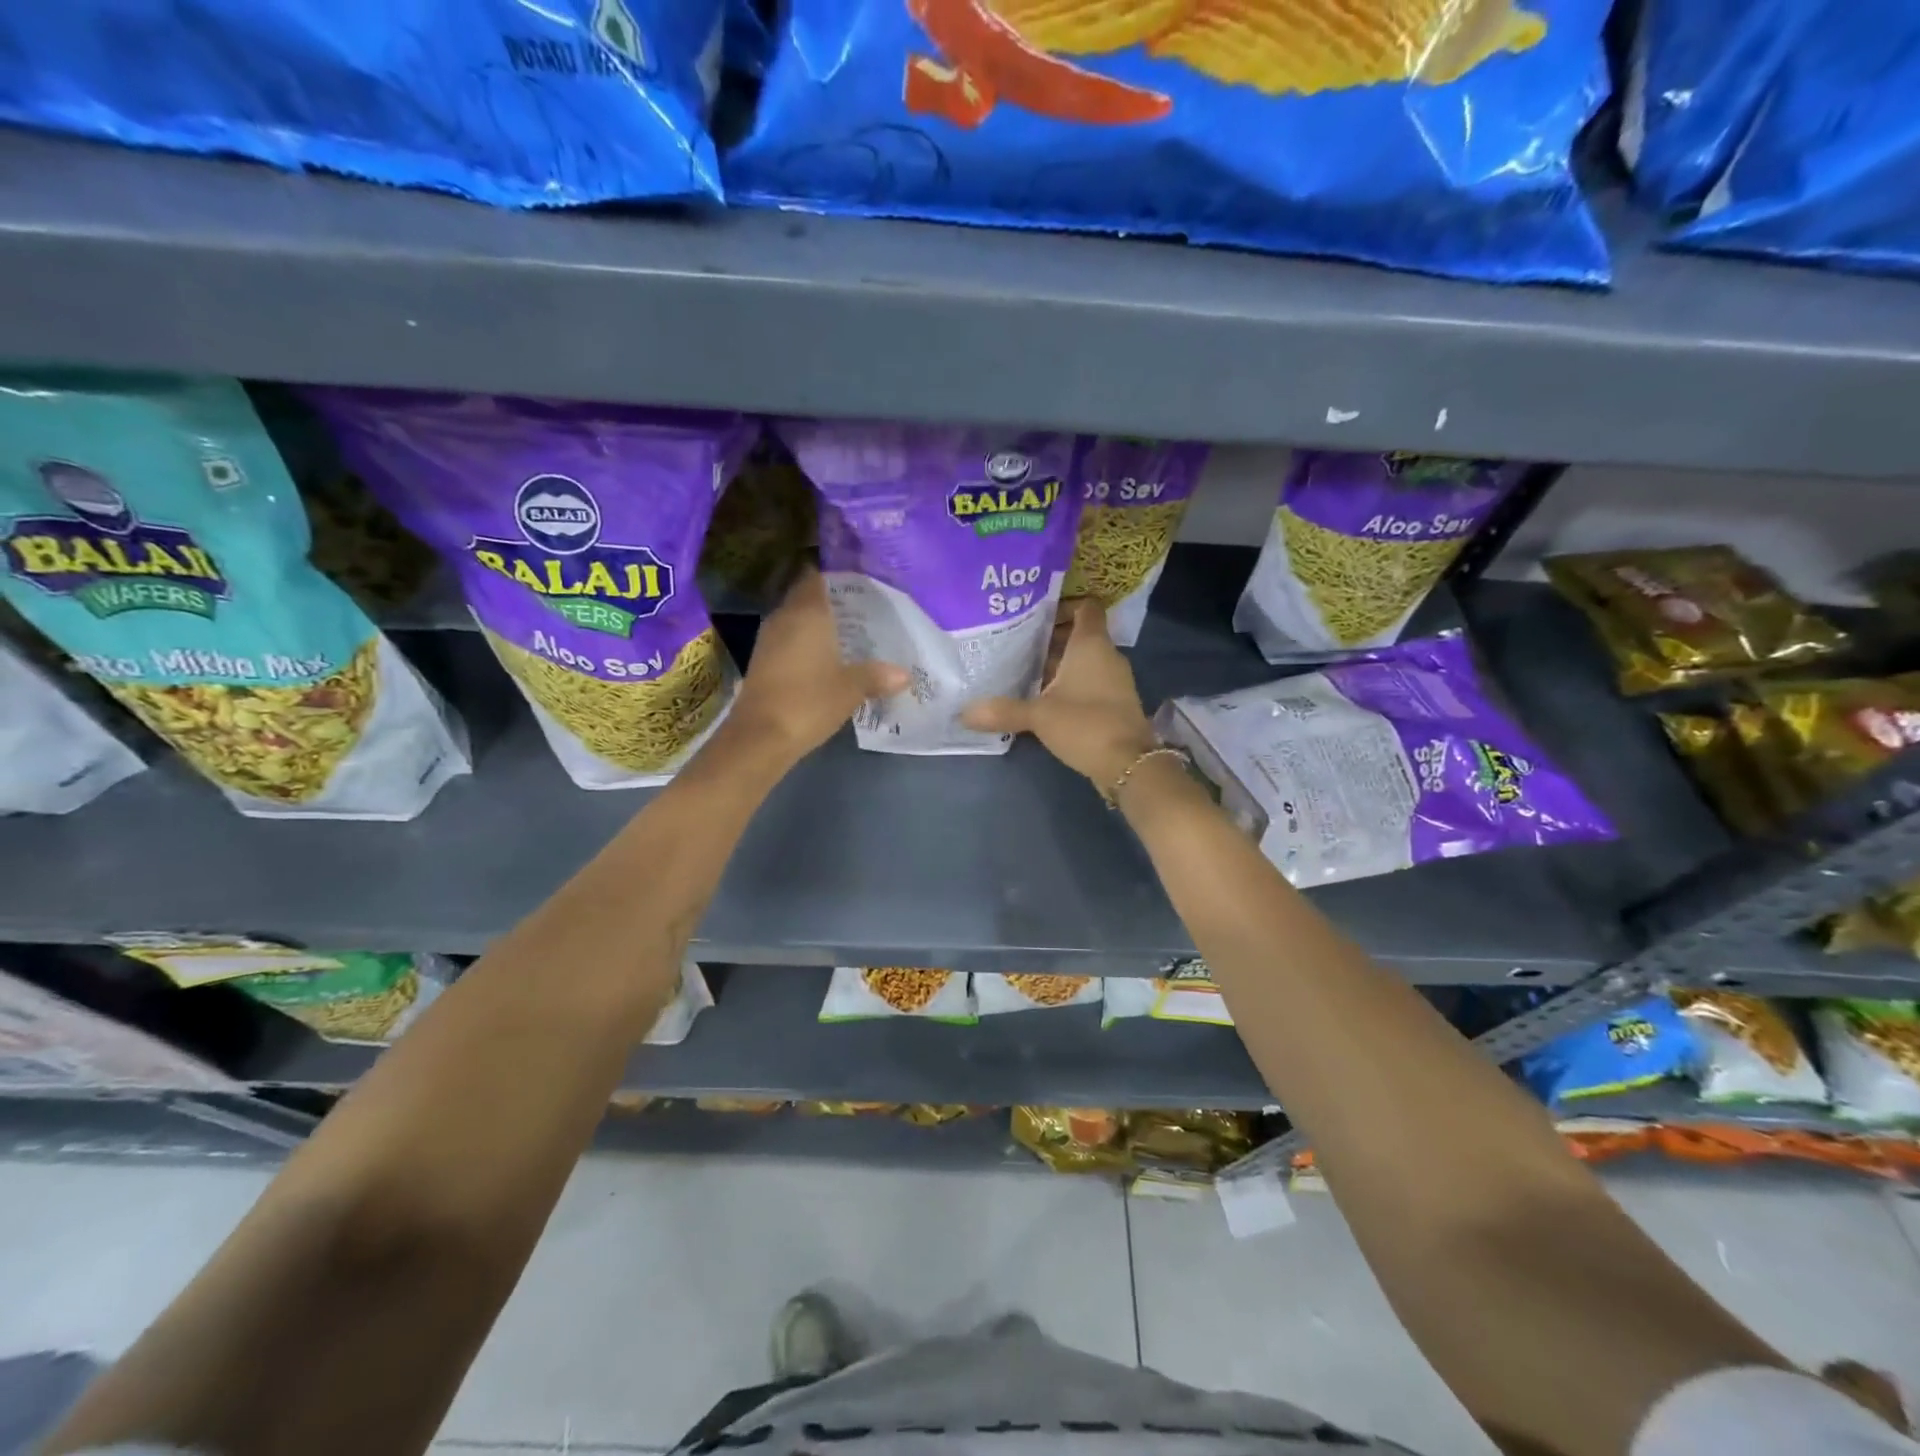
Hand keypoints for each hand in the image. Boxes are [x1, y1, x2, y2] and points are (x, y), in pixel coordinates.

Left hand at [726, 566, 907, 762]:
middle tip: (862, 612)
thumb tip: (905, 674)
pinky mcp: (762, 662)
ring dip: (818, 626)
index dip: (836, 578)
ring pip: (796, 621)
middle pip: (807, 598)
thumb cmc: (809, 701)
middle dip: (831, 603)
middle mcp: (784, 618)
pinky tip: (826, 659)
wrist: (760, 736)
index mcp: (807, 613)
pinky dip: (806, 644)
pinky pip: (788, 641)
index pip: (817, 578)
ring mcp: (768, 640)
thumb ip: (877, 676)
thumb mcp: (851, 689)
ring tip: (849, 635)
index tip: (859, 585)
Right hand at [961, 597, 1157, 789]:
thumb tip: (963, 713)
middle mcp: (1106, 656)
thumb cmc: (1085, 724)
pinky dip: (1068, 685)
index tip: (1034, 614)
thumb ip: (1002, 710)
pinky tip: (1042, 699)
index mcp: (1091, 645)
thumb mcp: (1039, 716)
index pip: (1086, 607)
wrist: (1129, 764)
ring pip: (1083, 661)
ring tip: (1022, 670)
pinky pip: (1089, 682)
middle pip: (1079, 635)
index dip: (1063, 605)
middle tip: (1016, 644)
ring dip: (1057, 664)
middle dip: (1050, 638)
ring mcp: (1113, 680)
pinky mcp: (1113, 703)